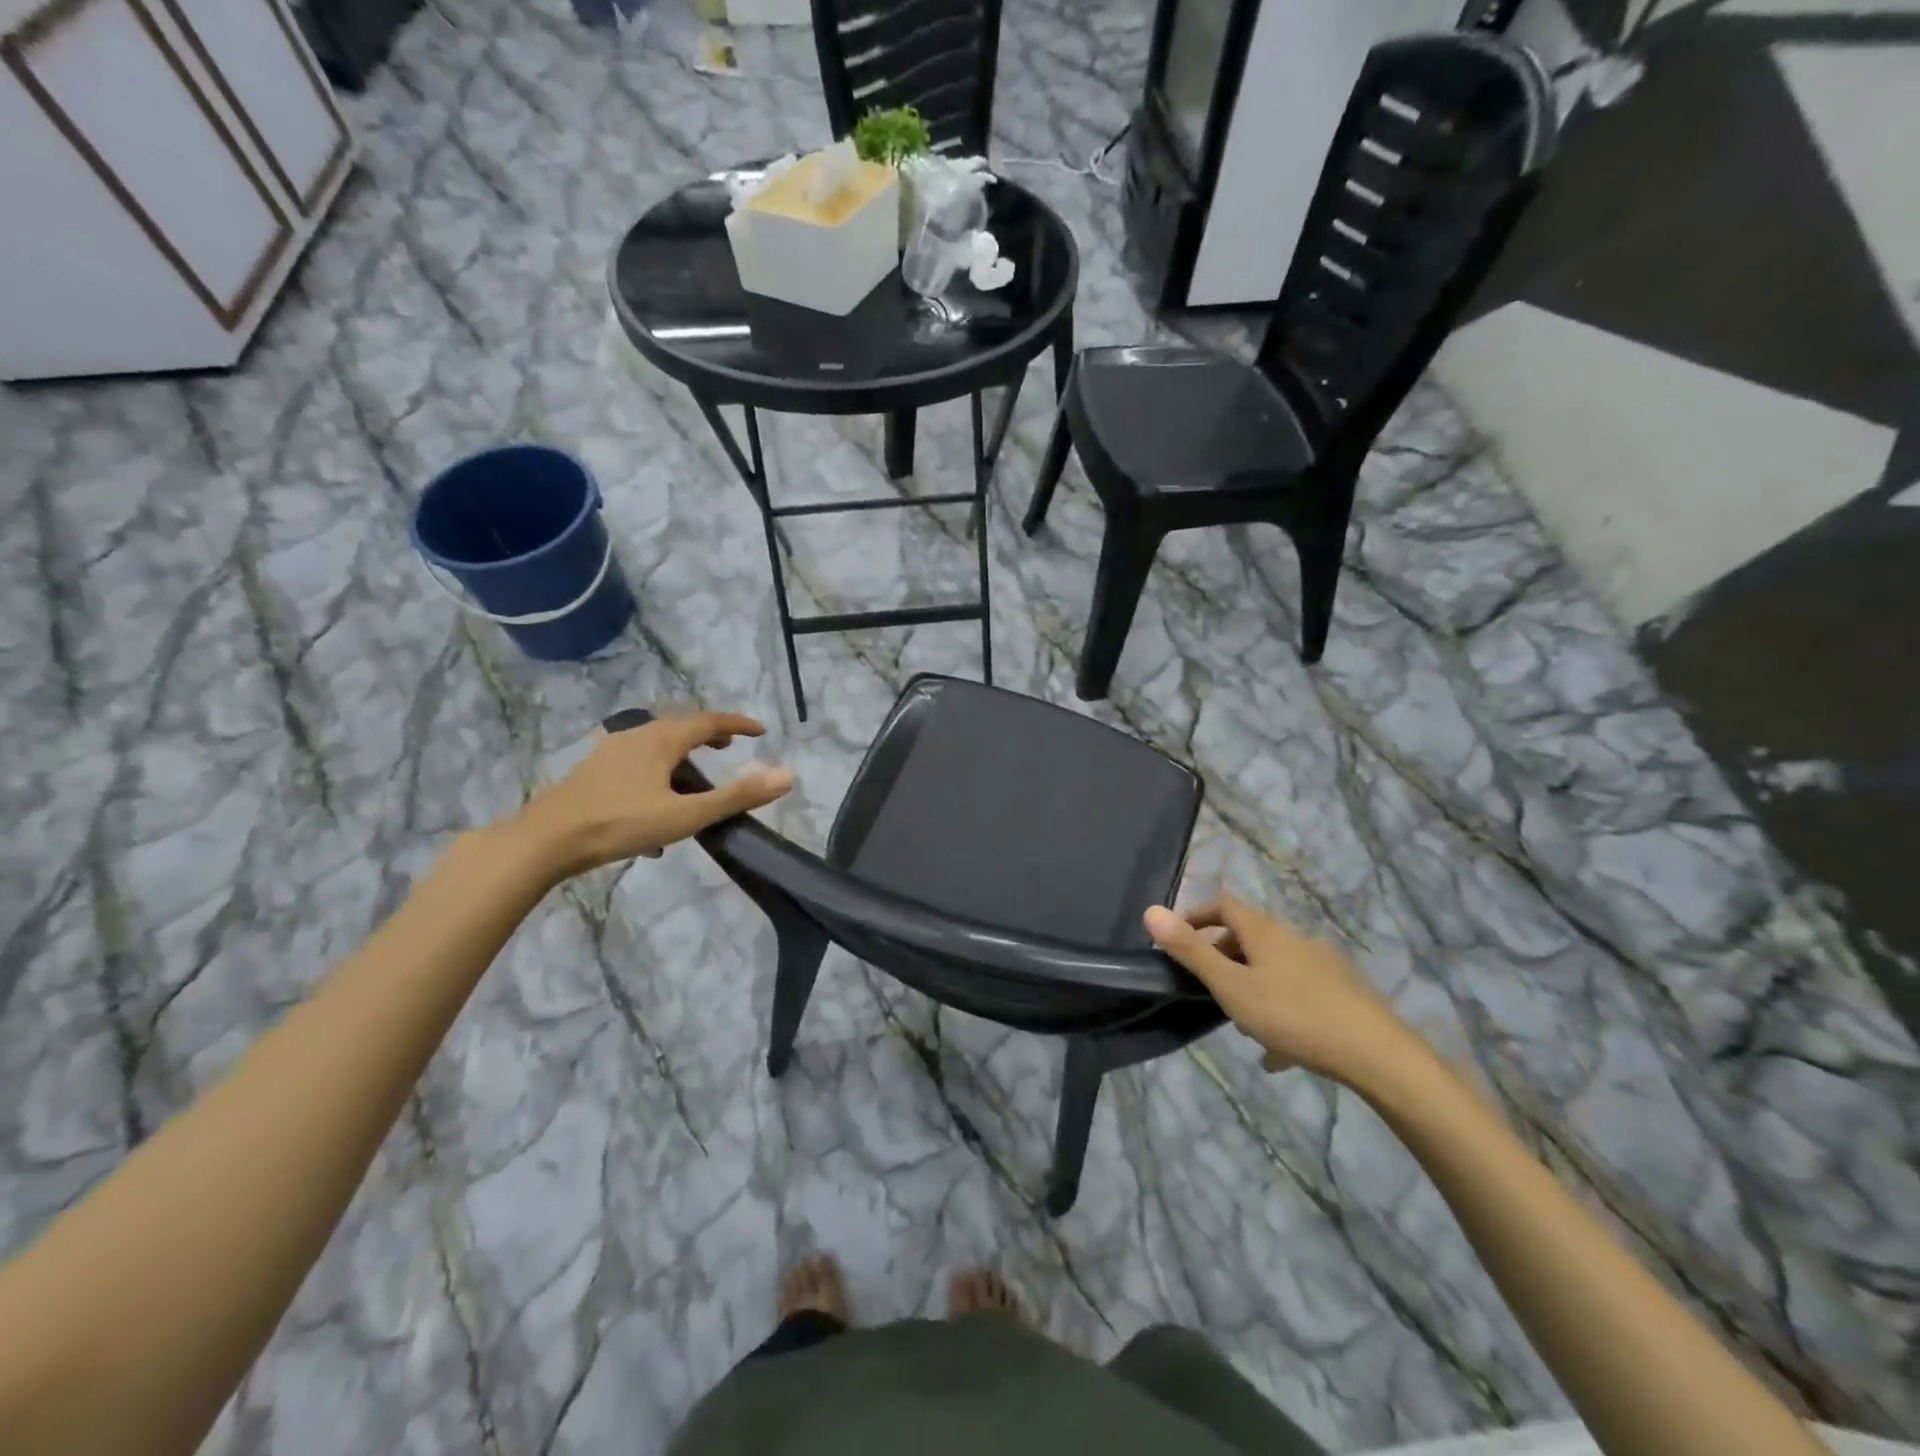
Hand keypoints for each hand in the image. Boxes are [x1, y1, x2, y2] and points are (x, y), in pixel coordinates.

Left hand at [509, 711, 792, 880]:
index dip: (738, 724)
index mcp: (662, 739)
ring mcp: (611, 752)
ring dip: (683, 755)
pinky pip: (638, 763)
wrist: (545, 840)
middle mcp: (637, 736)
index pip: (710, 721)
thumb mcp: (686, 814)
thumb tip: (786, 775)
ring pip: (657, 745)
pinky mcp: (595, 772)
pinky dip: (660, 772)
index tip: (761, 730)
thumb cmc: (620, 823)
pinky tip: (657, 808)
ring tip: (696, 777)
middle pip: (681, 728)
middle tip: (731, 748)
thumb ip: (737, 796)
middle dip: (709, 735)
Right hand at [1144, 896, 1410, 1086]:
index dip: (1196, 915)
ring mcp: (1321, 965)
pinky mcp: (1342, 992)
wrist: (1378, 1054)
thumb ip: (1191, 952)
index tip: (1177, 939)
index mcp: (1265, 931)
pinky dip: (1280, 1010)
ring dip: (1250, 983)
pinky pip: (1299, 994)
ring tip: (1238, 1020)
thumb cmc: (1294, 1015)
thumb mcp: (1232, 988)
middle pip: (1248, 935)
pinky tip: (1278, 1053)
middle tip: (1203, 985)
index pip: (1223, 904)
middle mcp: (1293, 938)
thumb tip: (1151, 911)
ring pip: (1274, 967)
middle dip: (1221, 954)